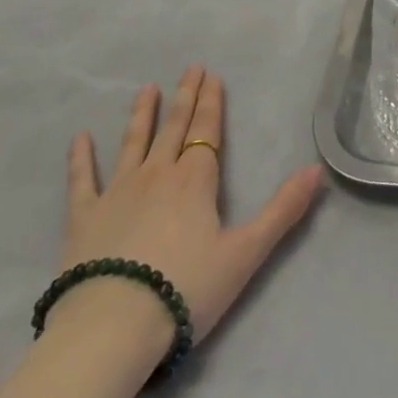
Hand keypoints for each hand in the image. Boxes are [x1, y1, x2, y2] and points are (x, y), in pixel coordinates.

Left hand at [57, 65, 324, 346]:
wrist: (111, 328)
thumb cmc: (184, 290)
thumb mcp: (245, 253)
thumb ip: (282, 210)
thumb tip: (317, 169)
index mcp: (195, 180)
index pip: (207, 131)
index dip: (211, 102)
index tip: (211, 75)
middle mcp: (157, 174)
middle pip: (174, 127)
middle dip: (185, 96)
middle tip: (189, 68)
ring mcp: (117, 192)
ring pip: (133, 142)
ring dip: (142, 114)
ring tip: (147, 88)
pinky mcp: (83, 218)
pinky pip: (82, 180)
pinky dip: (81, 158)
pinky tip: (80, 137)